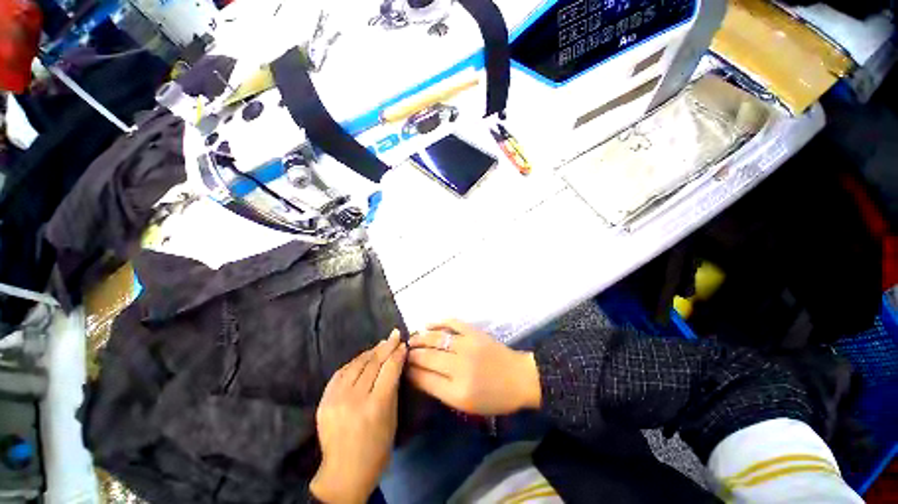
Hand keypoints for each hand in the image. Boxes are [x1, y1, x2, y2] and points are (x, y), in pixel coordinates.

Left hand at [310, 330, 406, 503]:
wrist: (343, 473)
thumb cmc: (377, 449)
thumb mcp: (392, 418)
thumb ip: (393, 387)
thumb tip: (396, 362)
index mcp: (376, 405)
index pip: (389, 369)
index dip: (397, 354)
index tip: (403, 344)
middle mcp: (355, 398)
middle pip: (374, 363)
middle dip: (386, 346)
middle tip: (394, 335)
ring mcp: (337, 398)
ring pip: (357, 364)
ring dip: (371, 351)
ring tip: (381, 344)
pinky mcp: (324, 400)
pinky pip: (341, 372)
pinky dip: (354, 362)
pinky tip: (363, 357)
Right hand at [406, 319, 541, 415]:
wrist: (519, 378)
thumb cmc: (494, 398)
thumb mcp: (467, 405)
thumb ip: (442, 391)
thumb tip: (419, 377)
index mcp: (457, 391)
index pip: (424, 379)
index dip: (410, 372)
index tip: (402, 368)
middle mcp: (460, 367)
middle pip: (427, 357)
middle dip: (411, 355)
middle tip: (403, 353)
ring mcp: (468, 346)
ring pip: (436, 339)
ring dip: (420, 338)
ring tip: (411, 339)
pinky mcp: (474, 332)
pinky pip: (452, 323)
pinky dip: (438, 322)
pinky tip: (427, 324)